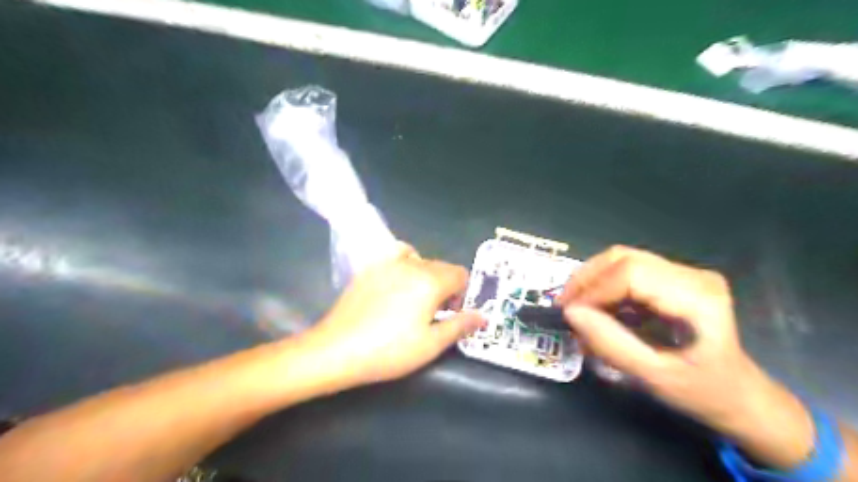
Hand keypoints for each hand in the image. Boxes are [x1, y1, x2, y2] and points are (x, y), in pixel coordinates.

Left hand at [304, 247, 484, 389]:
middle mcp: (412, 264)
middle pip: (442, 267)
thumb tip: (482, 316)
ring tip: (416, 300)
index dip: (463, 294)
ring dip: (427, 277)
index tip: (452, 314)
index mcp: (431, 281)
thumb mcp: (431, 344)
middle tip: (435, 314)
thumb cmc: (389, 350)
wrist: (338, 349)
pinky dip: (406, 264)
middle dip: (447, 287)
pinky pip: (397, 256)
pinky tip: (397, 283)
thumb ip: (460, 325)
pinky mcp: (370, 267)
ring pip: (421, 261)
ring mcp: (388, 263)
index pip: (461, 274)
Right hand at [557, 247, 812, 467]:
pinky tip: (596, 310)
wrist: (738, 395)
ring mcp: (683, 273)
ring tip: (577, 308)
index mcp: (696, 297)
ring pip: (621, 260)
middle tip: (565, 307)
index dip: (593, 289)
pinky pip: (626, 271)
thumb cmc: (702, 391)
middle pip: (623, 258)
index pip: (631, 273)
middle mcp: (691, 275)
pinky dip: (603, 287)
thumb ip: (611, 343)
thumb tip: (571, 313)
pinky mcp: (673, 278)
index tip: (569, 314)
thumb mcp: (653, 376)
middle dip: (586, 280)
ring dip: (591, 281)